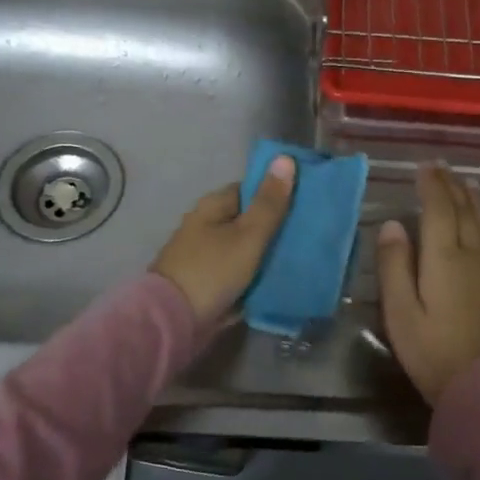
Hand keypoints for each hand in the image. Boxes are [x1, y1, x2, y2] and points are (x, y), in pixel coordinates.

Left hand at [153, 155, 296, 323]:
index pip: (250, 189)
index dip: (276, 193)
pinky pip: (237, 273)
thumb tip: (284, 158)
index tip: (304, 204)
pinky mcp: (205, 282)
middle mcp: (205, 225)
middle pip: (247, 220)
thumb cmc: (213, 270)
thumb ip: (269, 201)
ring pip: (244, 248)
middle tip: (307, 235)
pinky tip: (276, 281)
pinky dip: (253, 275)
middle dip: (274, 227)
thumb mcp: (248, 235)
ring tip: (300, 258)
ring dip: (265, 254)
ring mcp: (203, 255)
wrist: (172, 322)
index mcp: (212, 206)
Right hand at [377, 163, 479, 403]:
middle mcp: (474, 255)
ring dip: (473, 201)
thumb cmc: (437, 354)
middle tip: (443, 167)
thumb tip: (392, 224)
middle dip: (451, 186)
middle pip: (463, 211)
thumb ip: (395, 266)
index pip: (438, 208)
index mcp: (445, 257)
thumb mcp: (401, 314)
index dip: (431, 185)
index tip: (424, 166)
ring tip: (467, 185)